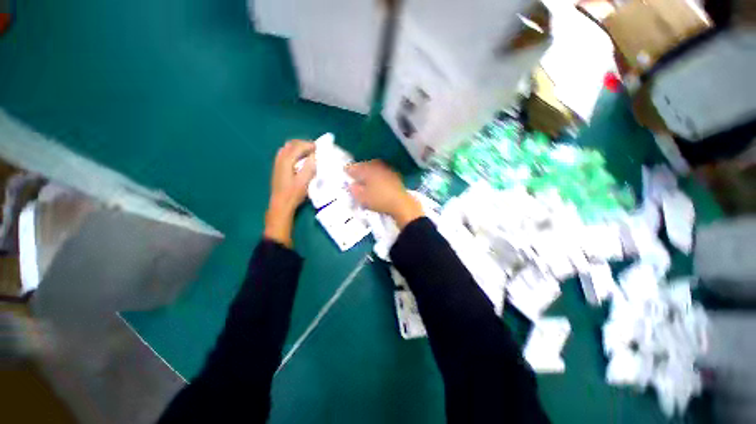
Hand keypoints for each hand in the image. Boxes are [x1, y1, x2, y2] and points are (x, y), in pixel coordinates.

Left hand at [265, 140, 315, 246]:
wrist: (281, 204)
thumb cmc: (293, 193)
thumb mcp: (304, 181)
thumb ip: (309, 167)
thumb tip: (314, 156)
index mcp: (287, 161)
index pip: (298, 147)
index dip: (309, 145)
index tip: (318, 147)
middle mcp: (280, 159)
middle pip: (291, 144)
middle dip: (303, 144)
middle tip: (314, 148)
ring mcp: (277, 163)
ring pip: (287, 148)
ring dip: (298, 147)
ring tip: (308, 152)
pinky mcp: (278, 167)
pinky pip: (285, 153)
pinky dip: (293, 152)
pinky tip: (299, 159)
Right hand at [346, 160, 423, 228]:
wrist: (401, 203)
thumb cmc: (380, 200)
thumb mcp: (363, 198)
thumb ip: (355, 190)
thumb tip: (351, 185)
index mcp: (368, 171)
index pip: (356, 168)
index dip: (349, 170)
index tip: (345, 171)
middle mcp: (378, 168)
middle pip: (366, 165)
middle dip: (360, 168)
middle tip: (355, 173)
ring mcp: (387, 171)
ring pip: (375, 168)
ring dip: (369, 171)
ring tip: (365, 177)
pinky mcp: (395, 177)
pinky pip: (382, 172)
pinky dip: (378, 175)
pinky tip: (377, 182)